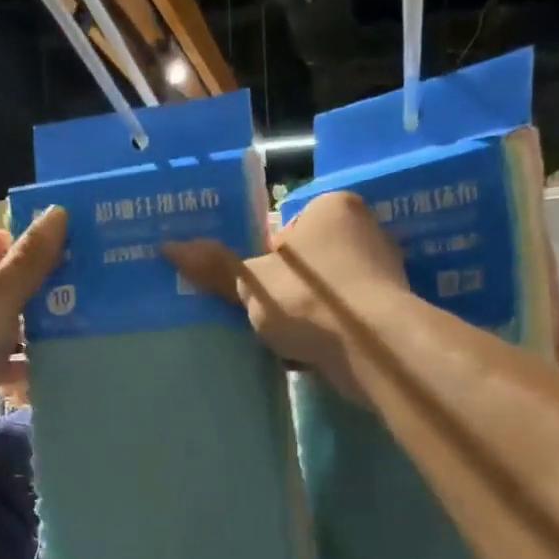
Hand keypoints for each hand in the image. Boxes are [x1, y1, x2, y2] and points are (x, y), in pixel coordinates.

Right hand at [162, 191, 406, 400]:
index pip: (286, 228)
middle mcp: (365, 230)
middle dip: (285, 289)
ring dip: (305, 314)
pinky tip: (310, 352)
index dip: (262, 259)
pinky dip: (328, 332)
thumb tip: (168, 248)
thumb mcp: (252, 283)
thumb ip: (215, 268)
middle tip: (261, 316)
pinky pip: (345, 317)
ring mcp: (382, 271)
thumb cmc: (310, 301)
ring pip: (326, 293)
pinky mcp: (390, 310)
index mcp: (333, 206)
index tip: (250, 290)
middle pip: (307, 261)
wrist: (374, 349)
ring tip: (283, 339)